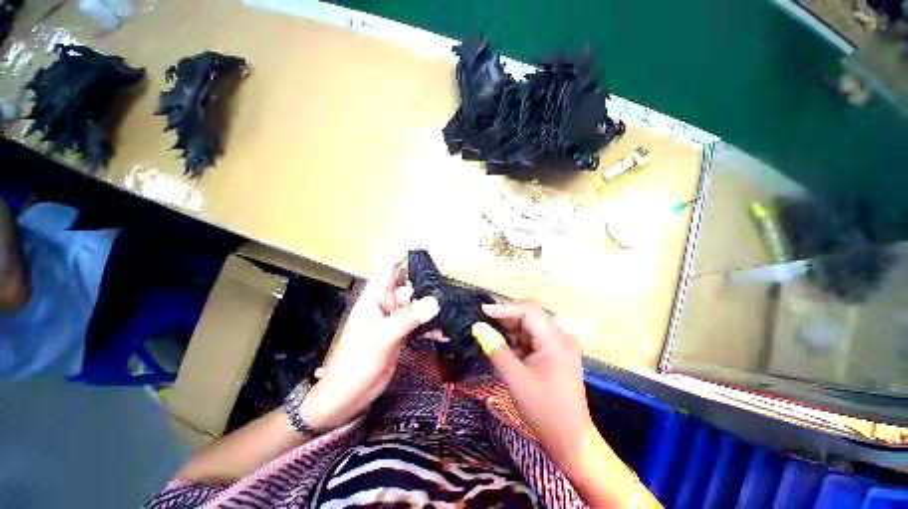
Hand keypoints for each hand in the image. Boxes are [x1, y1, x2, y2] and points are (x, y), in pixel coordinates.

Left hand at [300, 259, 439, 428]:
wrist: (347, 397)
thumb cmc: (355, 362)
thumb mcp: (381, 337)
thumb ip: (407, 317)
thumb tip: (435, 300)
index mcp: (375, 296)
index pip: (391, 267)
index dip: (407, 253)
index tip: (428, 244)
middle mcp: (386, 303)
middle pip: (410, 284)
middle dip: (428, 282)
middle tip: (451, 281)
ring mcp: (395, 319)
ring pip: (417, 304)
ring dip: (433, 305)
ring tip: (453, 306)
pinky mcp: (402, 334)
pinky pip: (420, 323)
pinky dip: (432, 326)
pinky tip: (445, 331)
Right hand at [481, 301, 594, 464]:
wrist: (571, 440)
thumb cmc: (543, 409)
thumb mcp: (514, 377)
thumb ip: (495, 348)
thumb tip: (477, 326)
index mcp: (555, 339)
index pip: (528, 311)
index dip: (504, 308)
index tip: (483, 310)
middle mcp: (561, 336)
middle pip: (531, 316)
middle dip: (506, 318)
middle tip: (484, 322)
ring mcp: (560, 345)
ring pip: (531, 327)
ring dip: (512, 330)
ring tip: (491, 334)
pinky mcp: (557, 354)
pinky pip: (535, 339)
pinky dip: (519, 341)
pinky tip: (506, 347)